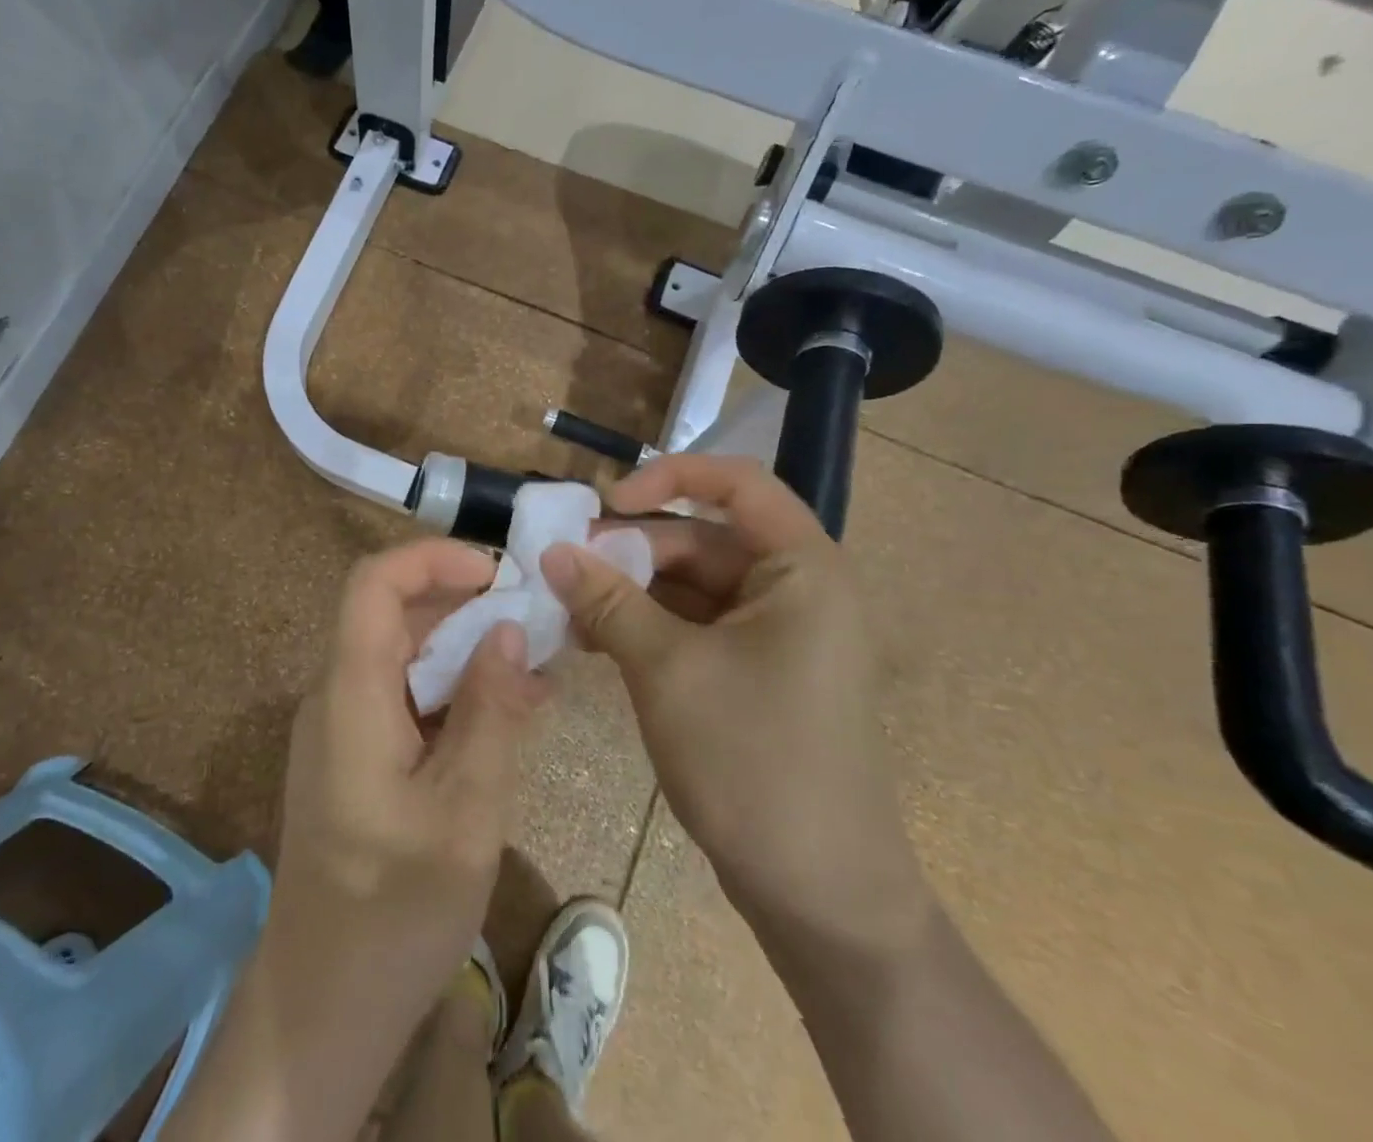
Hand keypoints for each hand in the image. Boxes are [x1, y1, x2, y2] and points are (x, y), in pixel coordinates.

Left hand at [266, 539, 545, 1049]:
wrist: (322, 1008)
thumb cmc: (395, 911)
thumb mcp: (465, 810)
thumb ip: (490, 711)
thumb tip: (508, 630)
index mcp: (351, 694)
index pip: (374, 583)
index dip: (432, 559)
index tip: (496, 573)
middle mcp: (337, 697)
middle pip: (392, 616)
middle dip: (462, 605)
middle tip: (532, 620)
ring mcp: (342, 730)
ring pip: (403, 658)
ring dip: (464, 652)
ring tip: (534, 668)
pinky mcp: (355, 760)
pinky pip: (404, 700)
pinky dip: (453, 695)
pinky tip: (507, 715)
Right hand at [540, 454, 930, 952]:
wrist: (820, 895)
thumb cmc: (754, 760)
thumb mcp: (668, 669)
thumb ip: (608, 600)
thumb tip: (552, 552)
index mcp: (801, 568)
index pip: (736, 482)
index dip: (669, 478)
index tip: (606, 503)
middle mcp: (794, 588)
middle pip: (702, 537)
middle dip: (631, 548)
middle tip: (562, 566)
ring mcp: (774, 633)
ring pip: (689, 584)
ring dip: (629, 591)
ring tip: (565, 609)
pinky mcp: (753, 671)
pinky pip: (692, 625)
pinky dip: (644, 625)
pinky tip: (592, 640)